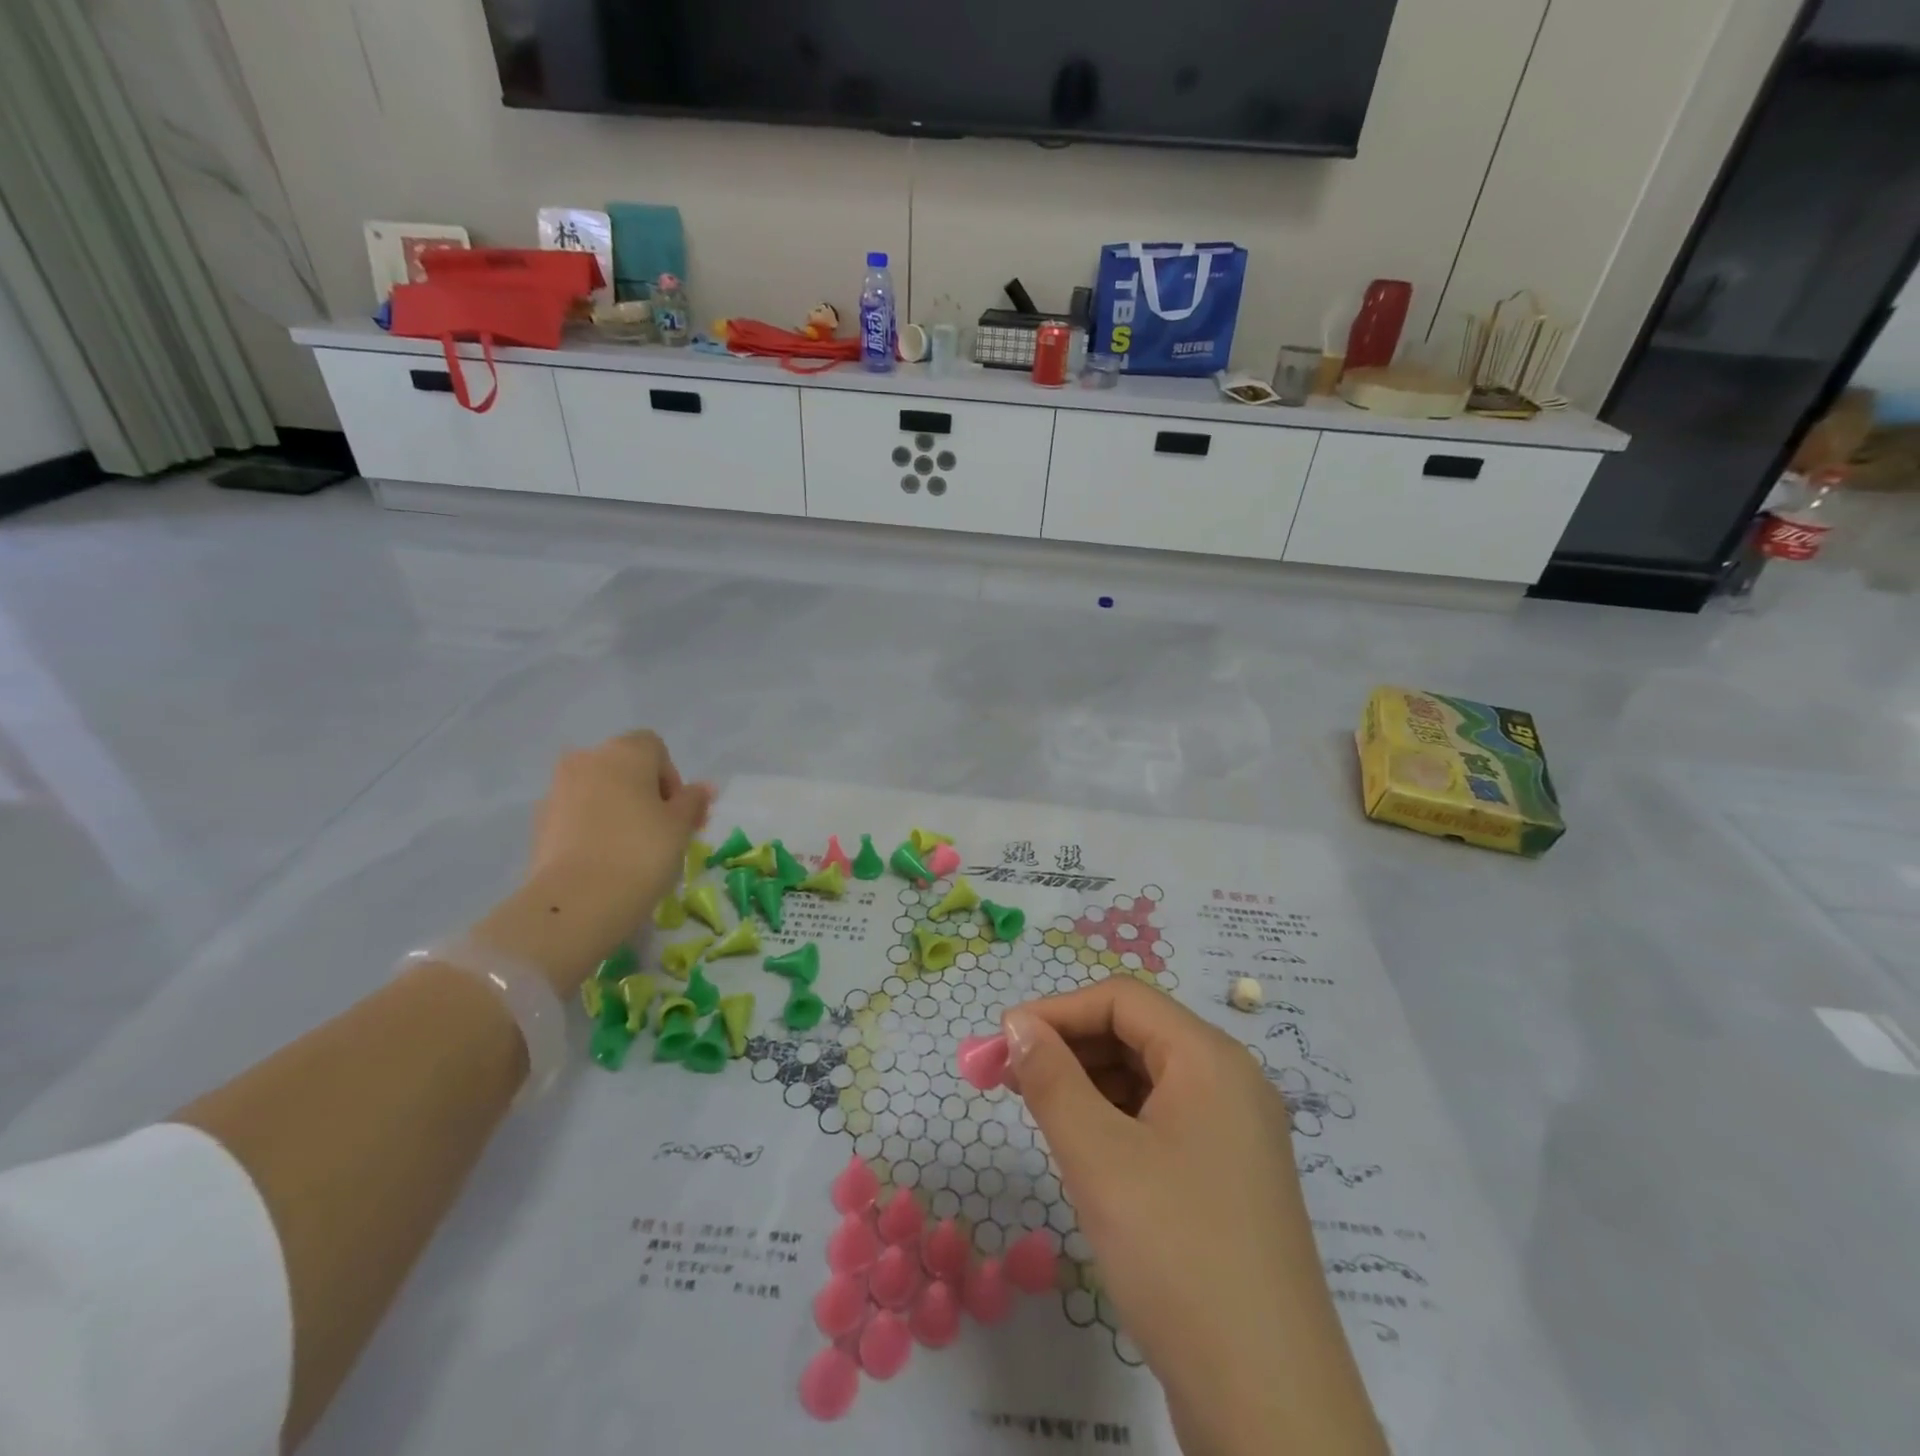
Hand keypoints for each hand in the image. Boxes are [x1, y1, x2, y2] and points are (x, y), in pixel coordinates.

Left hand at [529, 730, 713, 921]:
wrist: (577, 901)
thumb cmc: (642, 852)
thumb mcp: (681, 826)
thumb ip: (693, 801)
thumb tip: (704, 788)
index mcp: (625, 752)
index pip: (655, 748)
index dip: (672, 778)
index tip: (679, 813)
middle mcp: (587, 760)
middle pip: (624, 767)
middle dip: (644, 793)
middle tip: (661, 831)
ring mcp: (558, 789)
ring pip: (598, 791)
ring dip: (617, 809)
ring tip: (632, 849)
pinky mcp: (540, 822)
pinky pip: (576, 814)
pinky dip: (592, 828)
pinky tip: (605, 859)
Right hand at [1003, 979, 1384, 1455]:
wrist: (1270, 1407)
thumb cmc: (1177, 1255)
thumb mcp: (1099, 1158)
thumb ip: (1051, 1079)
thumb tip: (1017, 1025)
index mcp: (1210, 1059)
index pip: (1123, 1000)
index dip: (1057, 1010)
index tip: (1002, 1040)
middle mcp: (1230, 1083)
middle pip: (1137, 1034)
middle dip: (1069, 1045)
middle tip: (1007, 1075)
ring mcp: (1235, 1134)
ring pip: (1148, 1079)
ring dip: (1088, 1082)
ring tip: (1037, 1108)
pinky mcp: (1229, 1179)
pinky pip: (1163, 1121)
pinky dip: (1116, 1119)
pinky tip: (1084, 1148)